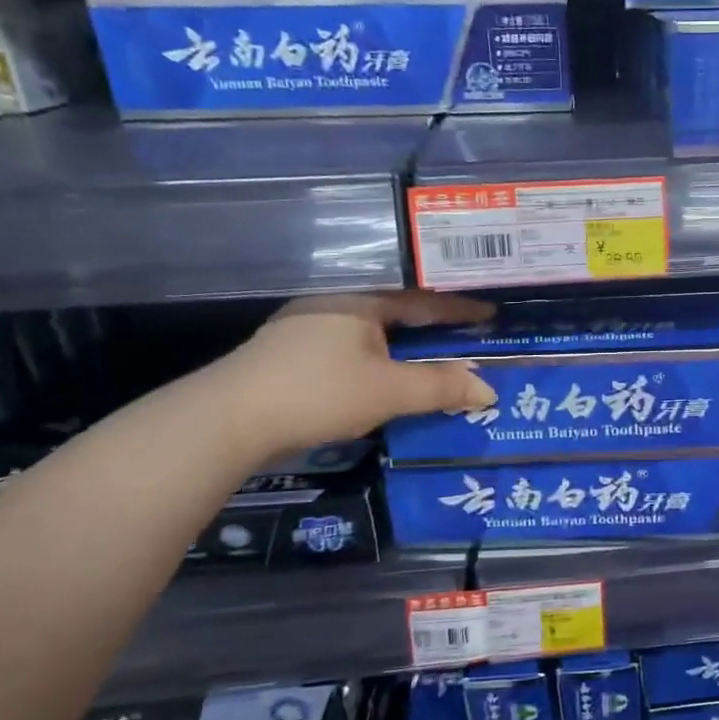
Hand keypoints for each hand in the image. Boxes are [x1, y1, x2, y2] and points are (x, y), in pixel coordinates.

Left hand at [214, 291, 498, 455]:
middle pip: (397, 311)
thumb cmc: (317, 393)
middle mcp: (334, 303)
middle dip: (433, 326)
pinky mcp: (291, 353)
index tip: (491, 314)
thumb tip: (489, 389)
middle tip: (468, 336)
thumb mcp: (388, 391)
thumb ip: (440, 387)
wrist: (227, 420)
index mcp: (360, 299)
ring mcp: (307, 327)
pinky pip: (353, 347)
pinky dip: (380, 358)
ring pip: (372, 330)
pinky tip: (387, 373)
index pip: (423, 299)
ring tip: (435, 356)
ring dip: (405, 345)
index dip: (460, 309)